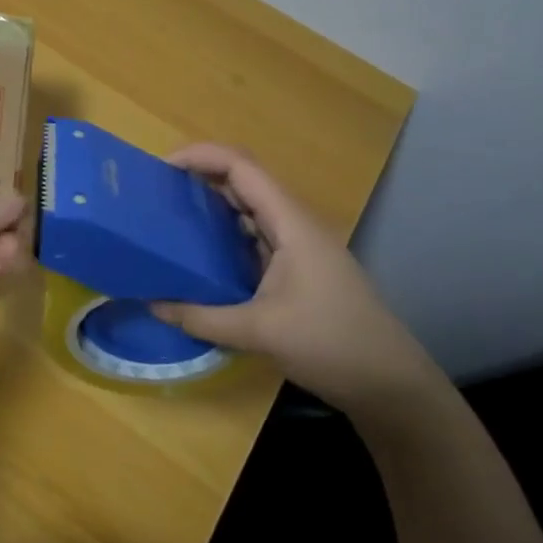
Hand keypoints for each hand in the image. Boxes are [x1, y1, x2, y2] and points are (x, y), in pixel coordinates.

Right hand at [150, 144, 446, 421]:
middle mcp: (293, 226)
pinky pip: (252, 238)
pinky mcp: (295, 270)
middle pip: (243, 182)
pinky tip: (198, 255)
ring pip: (248, 210)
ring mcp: (296, 248)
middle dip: (199, 178)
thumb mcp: (259, 332)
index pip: (241, 167)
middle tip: (156, 192)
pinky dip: (223, 237)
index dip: (201, 157)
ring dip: (210, 207)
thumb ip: (201, 318)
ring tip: (168, 217)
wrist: (391, 385)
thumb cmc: (332, 345)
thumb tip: (152, 304)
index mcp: (291, 224)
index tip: (160, 168)